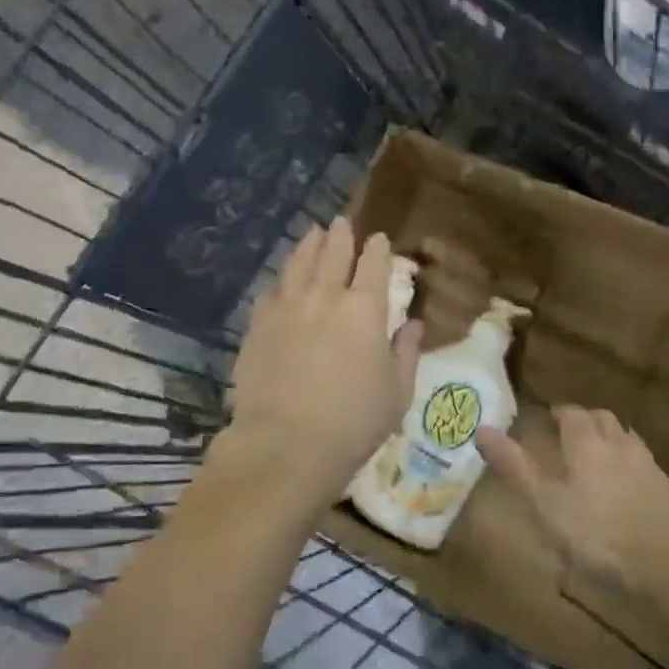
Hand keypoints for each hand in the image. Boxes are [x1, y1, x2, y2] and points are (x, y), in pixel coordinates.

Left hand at [226, 220, 422, 509]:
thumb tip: (411, 324)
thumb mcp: (397, 392)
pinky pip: (271, 290)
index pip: (374, 264)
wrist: (285, 444)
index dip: (378, 248)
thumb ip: (406, 352)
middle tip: (342, 223)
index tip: (379, 240)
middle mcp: (324, 296)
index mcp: (364, 309)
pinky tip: (283, 280)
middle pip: (333, 252)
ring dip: (309, 245)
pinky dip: (282, 279)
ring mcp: (286, 307)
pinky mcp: (258, 325)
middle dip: (341, 234)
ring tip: (313, 234)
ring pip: (298, 263)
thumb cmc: (354, 423)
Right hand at [478, 407, 668, 619]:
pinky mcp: (667, 490)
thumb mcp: (544, 505)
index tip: (544, 421)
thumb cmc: (599, 536)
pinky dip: (627, 464)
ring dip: (607, 439)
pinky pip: (642, 463)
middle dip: (583, 421)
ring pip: (625, 438)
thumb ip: (514, 466)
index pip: (571, 412)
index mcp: (587, 442)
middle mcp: (619, 444)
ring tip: (592, 458)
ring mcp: (648, 466)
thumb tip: (482, 428)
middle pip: (602, 419)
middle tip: (565, 436)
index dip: (557, 413)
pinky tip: (623, 487)